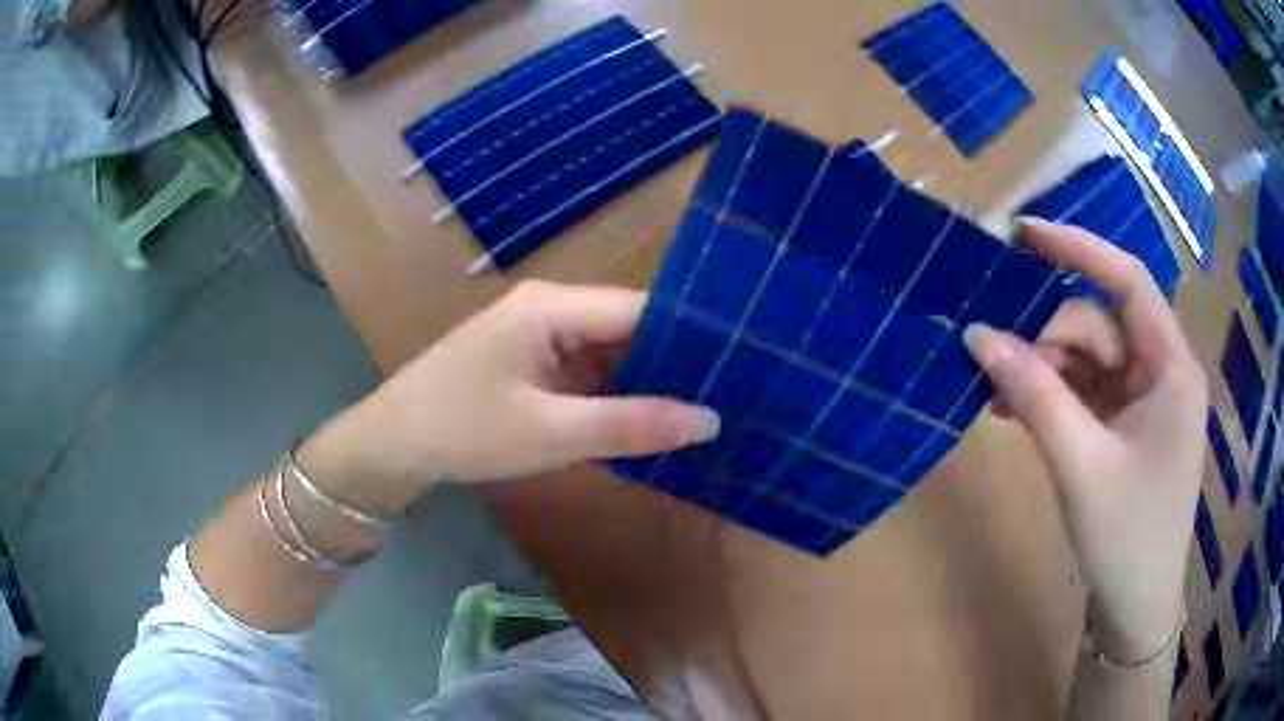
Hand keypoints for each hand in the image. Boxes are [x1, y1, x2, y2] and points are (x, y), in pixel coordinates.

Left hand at [297, 282, 720, 515]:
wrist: (392, 443)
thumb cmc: (464, 430)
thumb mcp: (551, 433)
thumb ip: (631, 424)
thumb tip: (711, 420)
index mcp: (553, 307)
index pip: (641, 310)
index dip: (691, 336)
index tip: (740, 366)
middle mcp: (550, 308)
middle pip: (627, 328)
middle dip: (672, 363)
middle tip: (729, 395)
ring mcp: (537, 334)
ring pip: (608, 352)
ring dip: (642, 382)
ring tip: (700, 409)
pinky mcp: (529, 359)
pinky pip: (584, 370)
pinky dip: (611, 394)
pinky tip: (643, 419)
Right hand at [963, 219, 1205, 662]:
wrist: (1136, 610)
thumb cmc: (1126, 539)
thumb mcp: (1079, 466)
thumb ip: (1034, 395)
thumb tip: (978, 335)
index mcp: (1171, 368)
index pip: (1128, 281)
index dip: (1078, 248)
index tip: (1024, 234)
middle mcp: (1163, 373)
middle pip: (1100, 326)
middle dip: (1050, 342)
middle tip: (999, 373)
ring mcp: (1146, 403)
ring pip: (1090, 361)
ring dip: (1045, 373)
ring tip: (1000, 401)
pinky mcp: (1129, 430)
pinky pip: (1088, 394)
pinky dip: (1055, 399)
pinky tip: (1019, 414)